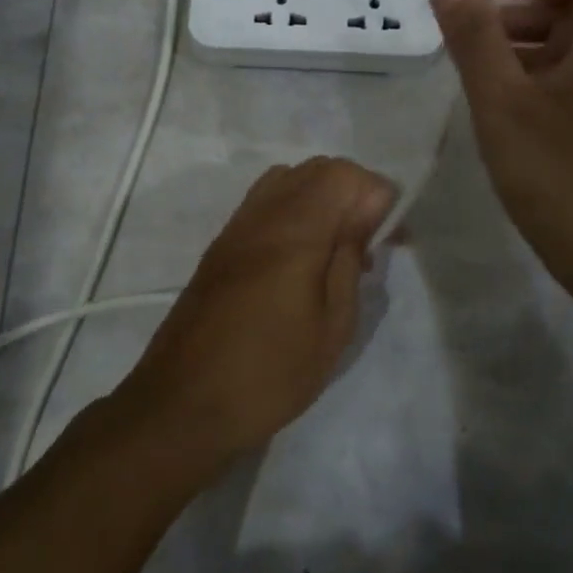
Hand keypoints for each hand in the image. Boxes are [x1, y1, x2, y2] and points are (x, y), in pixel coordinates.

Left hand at [118, 157, 394, 469]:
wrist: (183, 403)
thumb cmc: (270, 373)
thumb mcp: (332, 325)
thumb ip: (349, 256)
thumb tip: (368, 208)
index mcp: (293, 230)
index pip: (343, 174)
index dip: (376, 194)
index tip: (389, 238)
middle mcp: (261, 214)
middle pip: (316, 169)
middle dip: (352, 193)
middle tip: (368, 243)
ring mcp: (236, 226)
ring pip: (288, 180)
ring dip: (322, 200)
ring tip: (336, 250)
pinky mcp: (221, 245)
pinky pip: (265, 203)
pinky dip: (294, 212)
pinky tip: (301, 259)